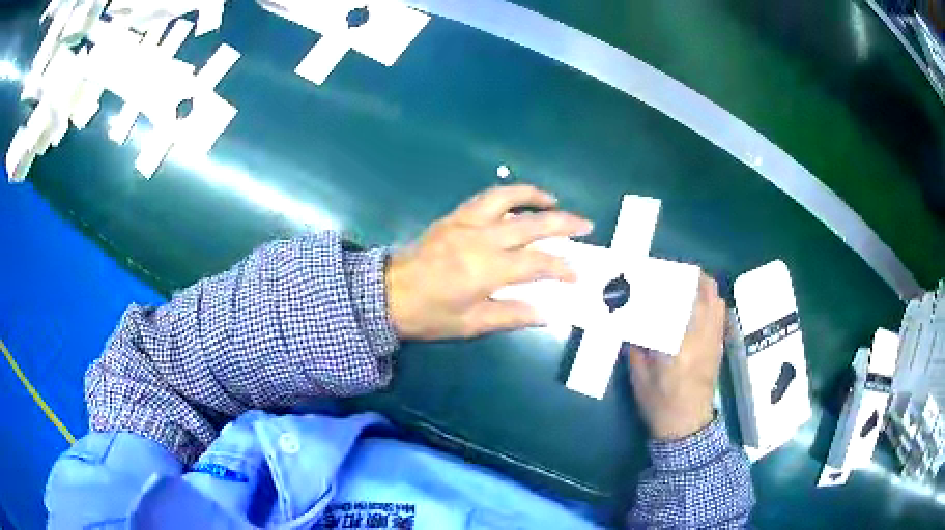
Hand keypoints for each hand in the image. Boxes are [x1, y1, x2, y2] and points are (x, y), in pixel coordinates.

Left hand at [386, 185, 592, 339]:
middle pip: (532, 225)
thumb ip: (512, 316)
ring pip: (508, 198)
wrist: (387, 293)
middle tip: (586, 224)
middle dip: (564, 224)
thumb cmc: (429, 314)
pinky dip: (508, 195)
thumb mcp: (471, 324)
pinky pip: (486, 197)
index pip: (537, 264)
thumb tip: (548, 313)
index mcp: (487, 270)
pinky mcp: (454, 216)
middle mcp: (482, 239)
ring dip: (535, 196)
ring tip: (554, 201)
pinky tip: (519, 201)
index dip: (561, 267)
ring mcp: (466, 222)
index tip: (577, 274)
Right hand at [627, 274, 725, 439]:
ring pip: (716, 300)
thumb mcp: (639, 376)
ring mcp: (715, 339)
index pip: (676, 302)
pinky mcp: (720, 345)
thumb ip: (637, 344)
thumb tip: (632, 317)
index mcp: (679, 344)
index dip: (667, 283)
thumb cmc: (660, 403)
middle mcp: (703, 336)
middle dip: (691, 276)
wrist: (687, 425)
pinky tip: (697, 306)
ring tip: (686, 285)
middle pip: (705, 292)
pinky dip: (710, 302)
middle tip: (673, 274)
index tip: (654, 275)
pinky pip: (720, 313)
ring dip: (703, 287)